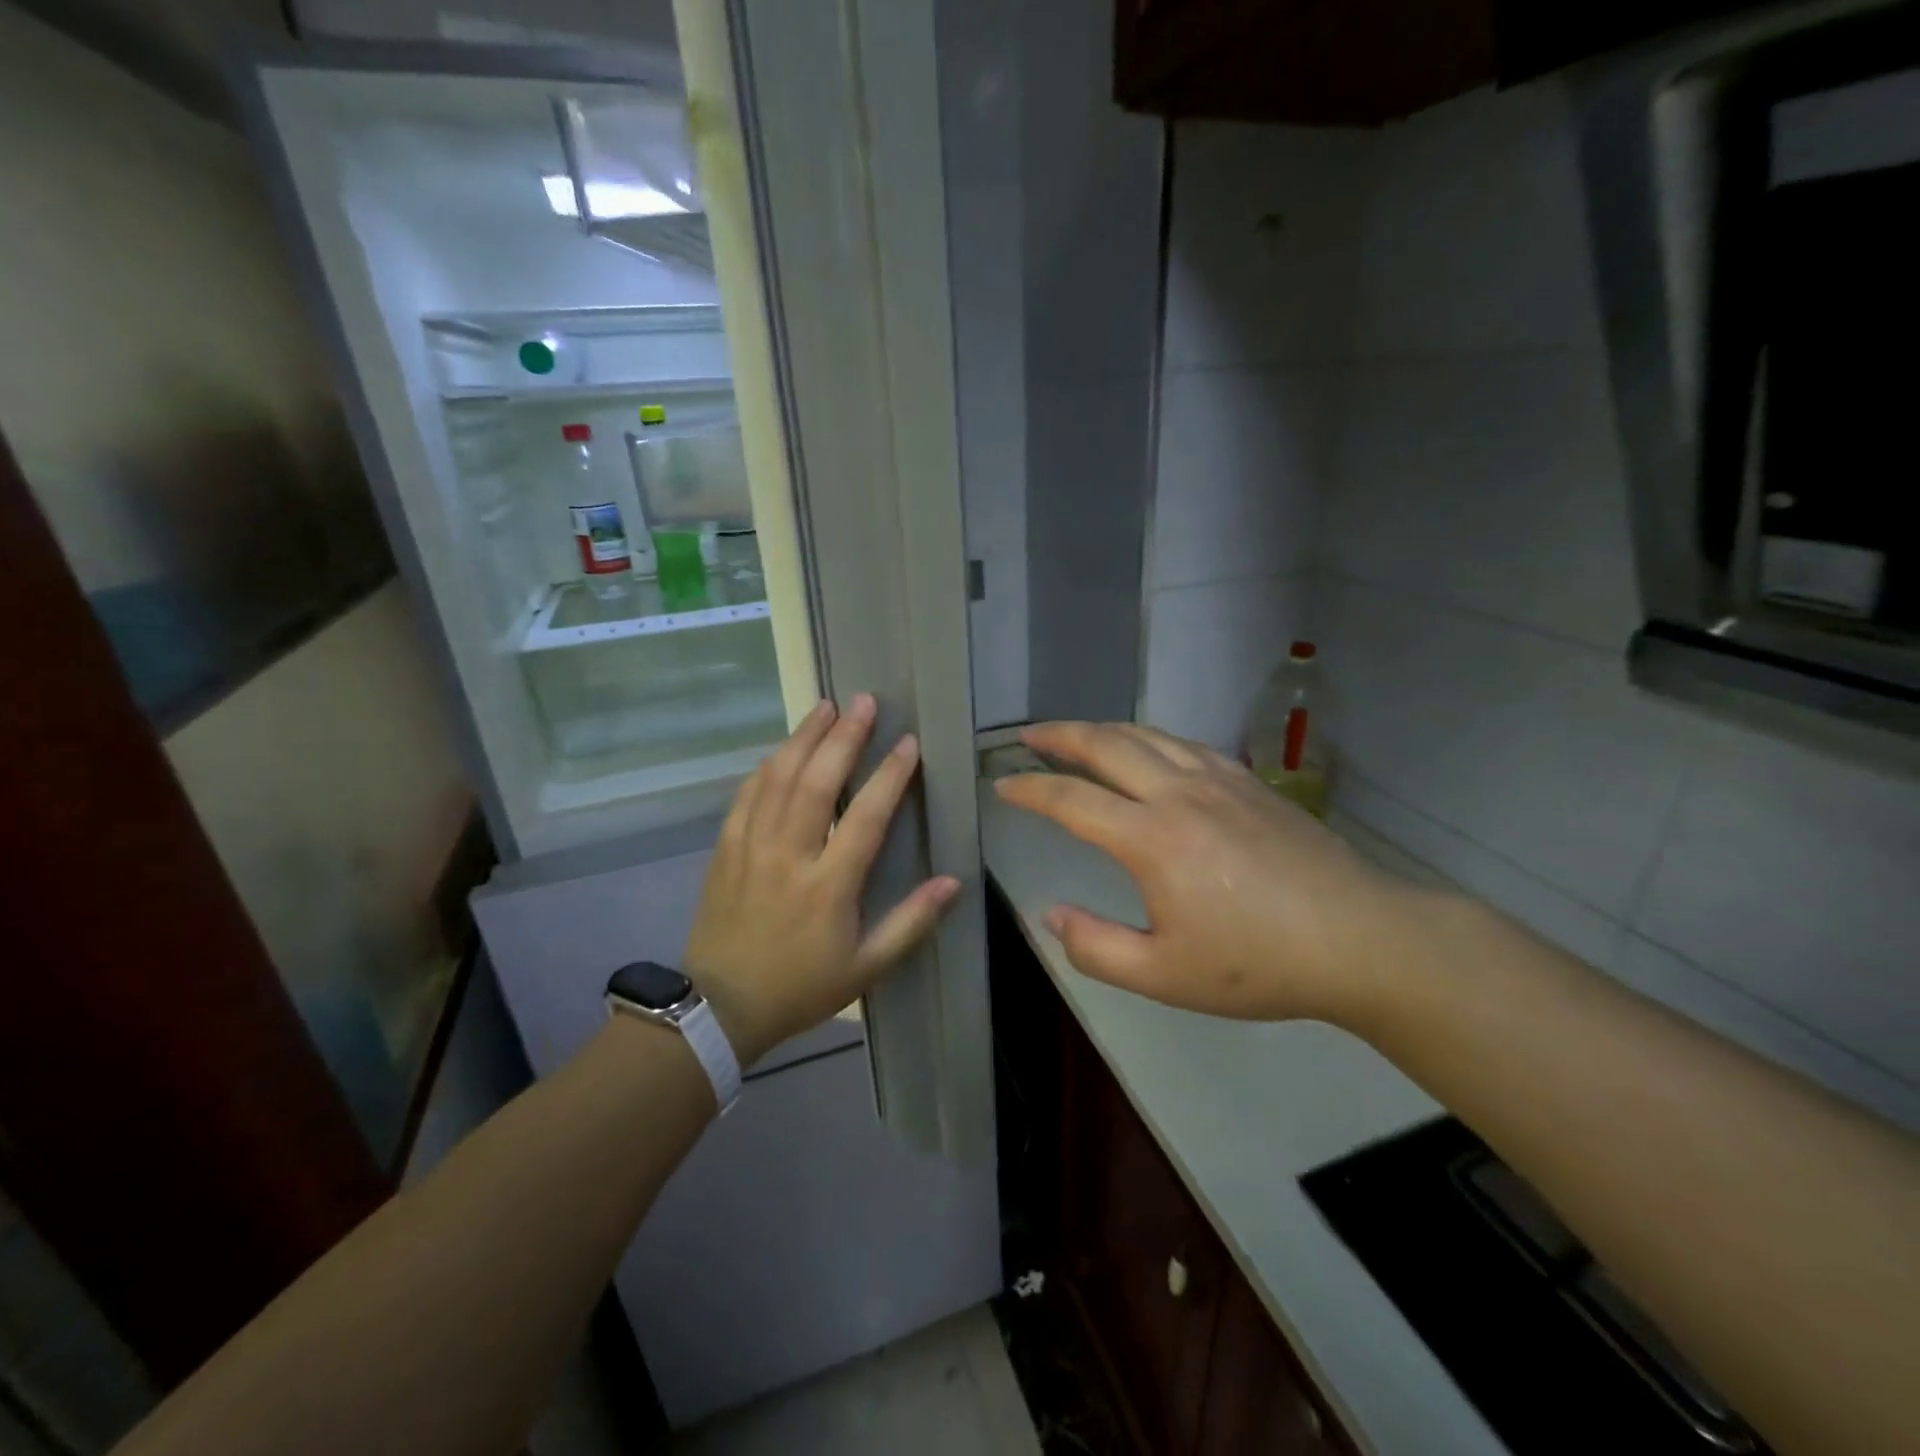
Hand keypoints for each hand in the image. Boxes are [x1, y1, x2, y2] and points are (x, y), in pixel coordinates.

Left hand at [685, 695, 960, 1064]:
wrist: (719, 1007)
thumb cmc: (800, 988)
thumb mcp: (866, 968)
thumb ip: (911, 923)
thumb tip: (954, 882)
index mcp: (828, 886)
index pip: (866, 816)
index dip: (890, 775)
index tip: (909, 743)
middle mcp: (789, 855)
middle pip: (818, 782)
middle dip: (844, 737)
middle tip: (865, 701)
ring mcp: (751, 847)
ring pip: (779, 778)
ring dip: (804, 738)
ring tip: (826, 707)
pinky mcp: (725, 849)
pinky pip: (746, 795)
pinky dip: (767, 766)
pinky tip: (782, 749)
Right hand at [994, 722, 1413, 1026]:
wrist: (1359, 939)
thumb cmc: (1257, 963)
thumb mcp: (1164, 975)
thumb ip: (1096, 947)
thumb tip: (1051, 916)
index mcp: (1150, 838)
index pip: (1071, 800)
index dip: (1030, 789)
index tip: (1002, 786)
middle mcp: (1178, 793)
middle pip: (1105, 745)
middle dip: (1059, 736)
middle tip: (1027, 736)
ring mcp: (1218, 780)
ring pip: (1146, 735)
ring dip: (1102, 729)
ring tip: (1077, 734)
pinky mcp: (1249, 782)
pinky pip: (1185, 744)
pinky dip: (1151, 738)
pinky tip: (1150, 748)